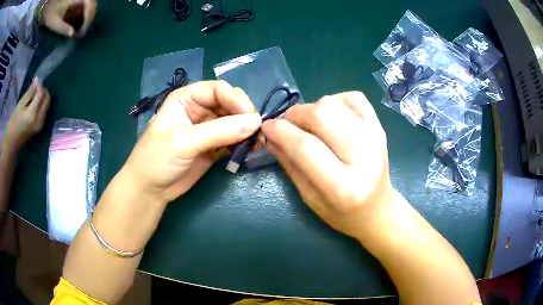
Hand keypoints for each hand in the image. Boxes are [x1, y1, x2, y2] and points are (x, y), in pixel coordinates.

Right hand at [3, 79, 49, 153]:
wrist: (11, 144)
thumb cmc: (13, 123)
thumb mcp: (20, 105)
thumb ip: (29, 93)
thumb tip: (37, 80)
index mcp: (33, 114)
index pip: (41, 94)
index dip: (39, 85)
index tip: (35, 82)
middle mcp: (39, 120)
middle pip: (47, 99)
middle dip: (43, 91)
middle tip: (35, 88)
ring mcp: (40, 125)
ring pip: (47, 105)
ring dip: (43, 98)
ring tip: (34, 96)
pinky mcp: (39, 128)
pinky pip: (44, 112)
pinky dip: (41, 105)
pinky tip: (34, 104)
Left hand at [40, 0, 96, 36]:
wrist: (48, 2)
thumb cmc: (50, 11)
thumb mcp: (53, 22)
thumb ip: (62, 28)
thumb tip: (72, 34)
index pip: (89, 8)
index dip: (87, 21)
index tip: (81, 34)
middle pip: (92, 6)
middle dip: (88, 20)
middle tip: (81, 33)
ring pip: (91, 6)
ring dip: (87, 18)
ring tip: (80, 29)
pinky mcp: (79, 0)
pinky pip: (86, 6)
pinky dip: (84, 14)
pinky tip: (78, 22)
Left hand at [122, 81, 261, 204]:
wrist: (150, 190)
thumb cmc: (157, 159)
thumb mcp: (184, 142)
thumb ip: (219, 131)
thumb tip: (256, 122)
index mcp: (187, 98)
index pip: (219, 89)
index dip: (237, 101)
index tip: (252, 119)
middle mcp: (199, 108)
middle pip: (230, 103)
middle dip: (245, 115)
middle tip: (259, 133)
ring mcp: (208, 127)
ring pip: (235, 121)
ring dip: (247, 130)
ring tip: (258, 143)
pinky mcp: (214, 145)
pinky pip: (234, 138)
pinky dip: (244, 142)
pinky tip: (250, 149)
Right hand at [262, 92, 392, 238]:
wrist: (378, 209)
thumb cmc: (341, 213)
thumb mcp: (309, 197)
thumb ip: (289, 164)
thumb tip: (269, 134)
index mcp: (344, 187)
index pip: (306, 147)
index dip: (281, 131)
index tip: (266, 127)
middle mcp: (365, 157)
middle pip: (322, 115)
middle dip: (296, 115)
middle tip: (288, 125)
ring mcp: (376, 138)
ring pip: (334, 103)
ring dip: (313, 108)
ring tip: (309, 125)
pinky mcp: (380, 127)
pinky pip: (354, 97)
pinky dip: (336, 102)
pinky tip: (331, 118)